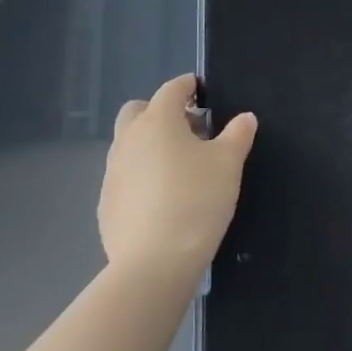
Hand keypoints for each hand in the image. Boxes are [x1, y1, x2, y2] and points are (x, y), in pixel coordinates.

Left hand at [99, 74, 256, 284]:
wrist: (154, 263)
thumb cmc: (196, 200)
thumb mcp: (228, 164)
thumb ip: (238, 135)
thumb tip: (245, 118)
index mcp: (157, 121)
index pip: (172, 89)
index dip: (188, 86)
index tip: (202, 92)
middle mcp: (128, 140)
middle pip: (138, 111)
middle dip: (160, 111)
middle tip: (190, 130)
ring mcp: (112, 173)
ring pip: (129, 144)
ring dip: (150, 145)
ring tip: (179, 167)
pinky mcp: (106, 204)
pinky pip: (125, 176)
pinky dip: (141, 176)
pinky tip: (162, 199)